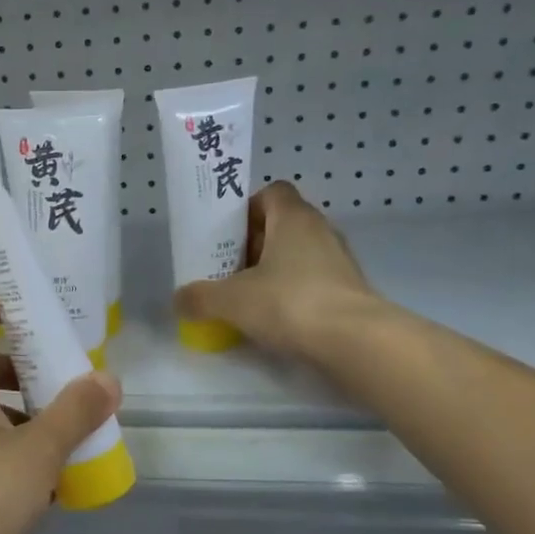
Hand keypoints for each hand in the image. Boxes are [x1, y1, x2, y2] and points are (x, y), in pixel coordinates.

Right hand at [175, 181, 389, 362]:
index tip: (227, 234)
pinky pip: (312, 282)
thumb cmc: (290, 302)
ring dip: (273, 270)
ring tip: (247, 297)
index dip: (247, 208)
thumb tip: (179, 300)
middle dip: (253, 244)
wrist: (355, 341)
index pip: (272, 192)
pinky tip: (273, 319)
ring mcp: (339, 261)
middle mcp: (320, 231)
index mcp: (293, 218)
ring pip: (298, 255)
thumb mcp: (231, 300)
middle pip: (282, 225)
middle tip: (227, 269)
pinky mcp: (348, 290)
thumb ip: (200, 297)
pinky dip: (292, 294)